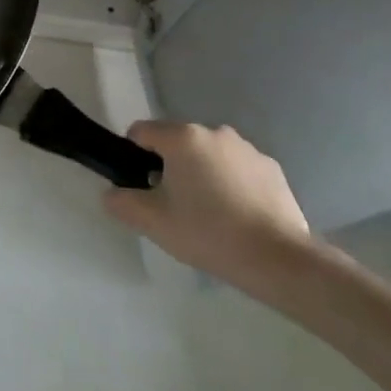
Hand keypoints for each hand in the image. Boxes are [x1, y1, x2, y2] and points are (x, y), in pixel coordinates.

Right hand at [102, 122, 312, 290]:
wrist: (278, 259)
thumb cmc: (208, 233)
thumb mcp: (152, 222)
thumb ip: (121, 202)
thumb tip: (112, 194)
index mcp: (182, 138)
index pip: (142, 131)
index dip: (134, 156)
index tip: (143, 187)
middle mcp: (214, 132)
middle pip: (177, 143)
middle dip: (170, 167)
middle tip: (174, 206)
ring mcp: (247, 149)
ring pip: (209, 155)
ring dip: (202, 174)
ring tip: (208, 214)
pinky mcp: (272, 169)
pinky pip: (237, 169)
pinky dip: (231, 184)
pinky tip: (236, 217)